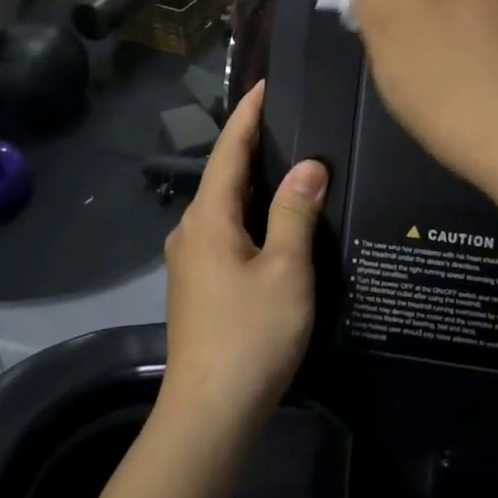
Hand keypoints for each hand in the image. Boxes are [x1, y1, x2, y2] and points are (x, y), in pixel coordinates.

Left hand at [160, 81, 325, 434]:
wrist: (209, 413)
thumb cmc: (251, 334)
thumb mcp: (286, 270)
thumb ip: (295, 212)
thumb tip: (308, 165)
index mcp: (208, 218)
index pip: (229, 150)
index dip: (248, 114)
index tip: (266, 84)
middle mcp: (190, 231)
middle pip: (223, 175)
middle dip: (252, 145)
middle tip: (290, 121)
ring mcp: (189, 260)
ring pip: (223, 206)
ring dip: (251, 182)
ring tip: (289, 164)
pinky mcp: (196, 285)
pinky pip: (224, 231)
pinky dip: (248, 213)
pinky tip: (273, 221)